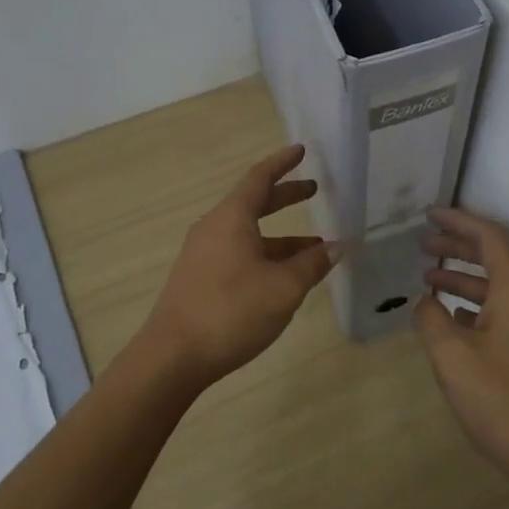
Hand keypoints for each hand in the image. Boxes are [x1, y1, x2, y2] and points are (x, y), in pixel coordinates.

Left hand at [137, 146, 336, 390]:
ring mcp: (204, 255)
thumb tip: (335, 248)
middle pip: (253, 203)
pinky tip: (286, 278)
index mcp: (232, 218)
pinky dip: (266, 256)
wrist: (173, 357)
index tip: (301, 151)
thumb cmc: (232, 311)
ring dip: (282, 237)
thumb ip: (312, 265)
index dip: (282, 163)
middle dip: (285, 197)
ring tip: (316, 249)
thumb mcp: (284, 288)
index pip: (259, 178)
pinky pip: (240, 255)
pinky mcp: (200, 280)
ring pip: (249, 234)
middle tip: (313, 191)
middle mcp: (214, 229)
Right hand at [414, 206, 508, 493]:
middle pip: (497, 255)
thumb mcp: (451, 356)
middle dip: (459, 245)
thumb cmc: (499, 399)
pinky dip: (478, 301)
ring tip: (428, 276)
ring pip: (500, 283)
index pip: (490, 236)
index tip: (430, 214)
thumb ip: (430, 318)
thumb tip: (424, 301)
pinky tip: (451, 314)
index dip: (458, 221)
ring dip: (466, 275)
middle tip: (423, 244)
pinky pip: (506, 306)